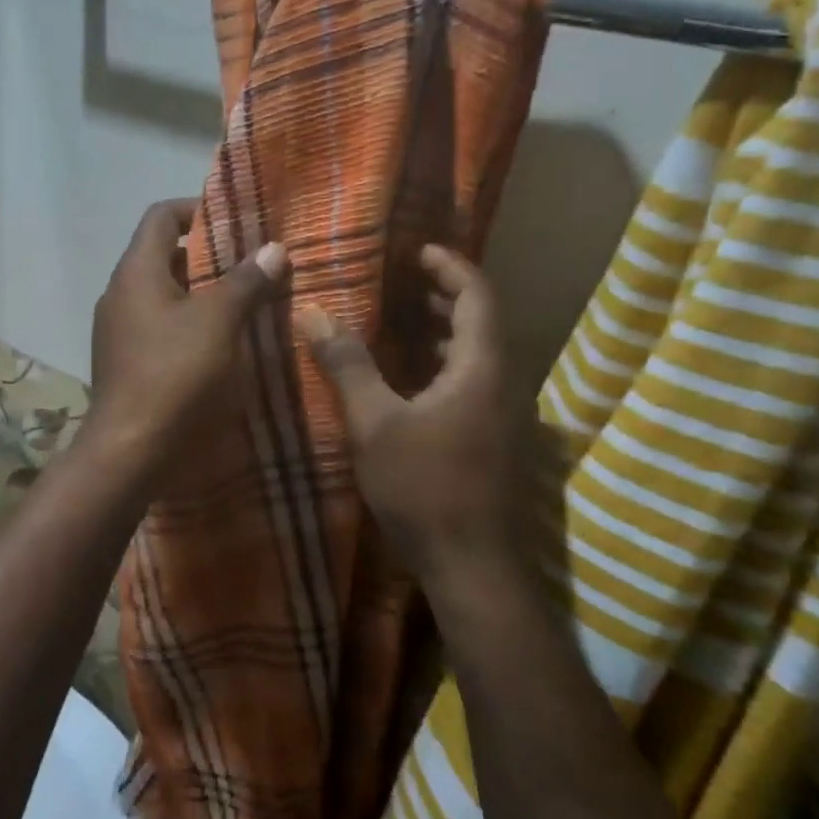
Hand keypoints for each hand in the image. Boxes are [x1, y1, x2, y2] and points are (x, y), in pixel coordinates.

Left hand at [87, 198, 288, 471]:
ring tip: (248, 300)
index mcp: (136, 271)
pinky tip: (224, 342)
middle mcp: (121, 293)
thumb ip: (246, 281)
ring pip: (166, 295)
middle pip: (165, 255)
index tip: (238, 220)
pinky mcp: (127, 361)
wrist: (130, 449)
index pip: (162, 216)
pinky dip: (192, 323)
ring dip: (204, 293)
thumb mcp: (219, 322)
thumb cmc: (174, 374)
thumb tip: (274, 248)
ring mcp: (120, 330)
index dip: (198, 208)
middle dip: (211, 255)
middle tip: (254, 263)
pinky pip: (162, 326)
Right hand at [297, 245, 515, 583]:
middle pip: (482, 322)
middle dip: (445, 296)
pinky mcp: (496, 441)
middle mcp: (504, 384)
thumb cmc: (424, 488)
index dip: (450, 266)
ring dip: (445, 333)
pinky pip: (474, 383)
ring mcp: (505, 416)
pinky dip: (446, 365)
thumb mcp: (375, 423)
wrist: (474, 567)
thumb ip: (347, 365)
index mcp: (483, 368)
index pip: (478, 295)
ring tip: (402, 321)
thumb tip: (312, 312)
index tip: (418, 250)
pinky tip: (411, 380)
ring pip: (478, 356)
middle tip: (403, 282)